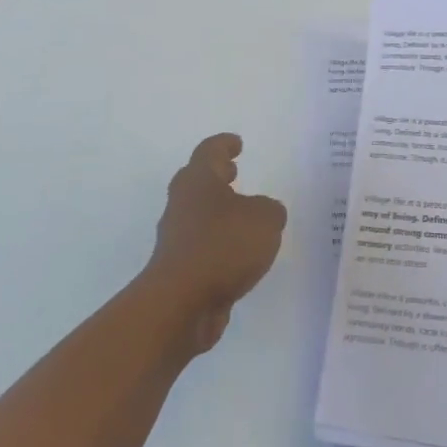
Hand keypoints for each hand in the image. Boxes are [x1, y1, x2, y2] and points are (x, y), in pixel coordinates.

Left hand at [144, 133, 286, 354]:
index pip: (210, 151)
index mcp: (198, 181)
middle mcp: (182, 204)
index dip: (224, 145)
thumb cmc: (222, 246)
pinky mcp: (178, 268)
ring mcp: (176, 237)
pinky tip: (237, 254)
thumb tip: (264, 212)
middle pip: (197, 181)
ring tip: (242, 216)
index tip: (237, 143)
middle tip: (233, 172)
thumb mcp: (265, 219)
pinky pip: (201, 245)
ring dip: (217, 211)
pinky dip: (217, 243)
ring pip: (198, 214)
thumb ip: (270, 210)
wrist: (180, 303)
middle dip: (216, 176)